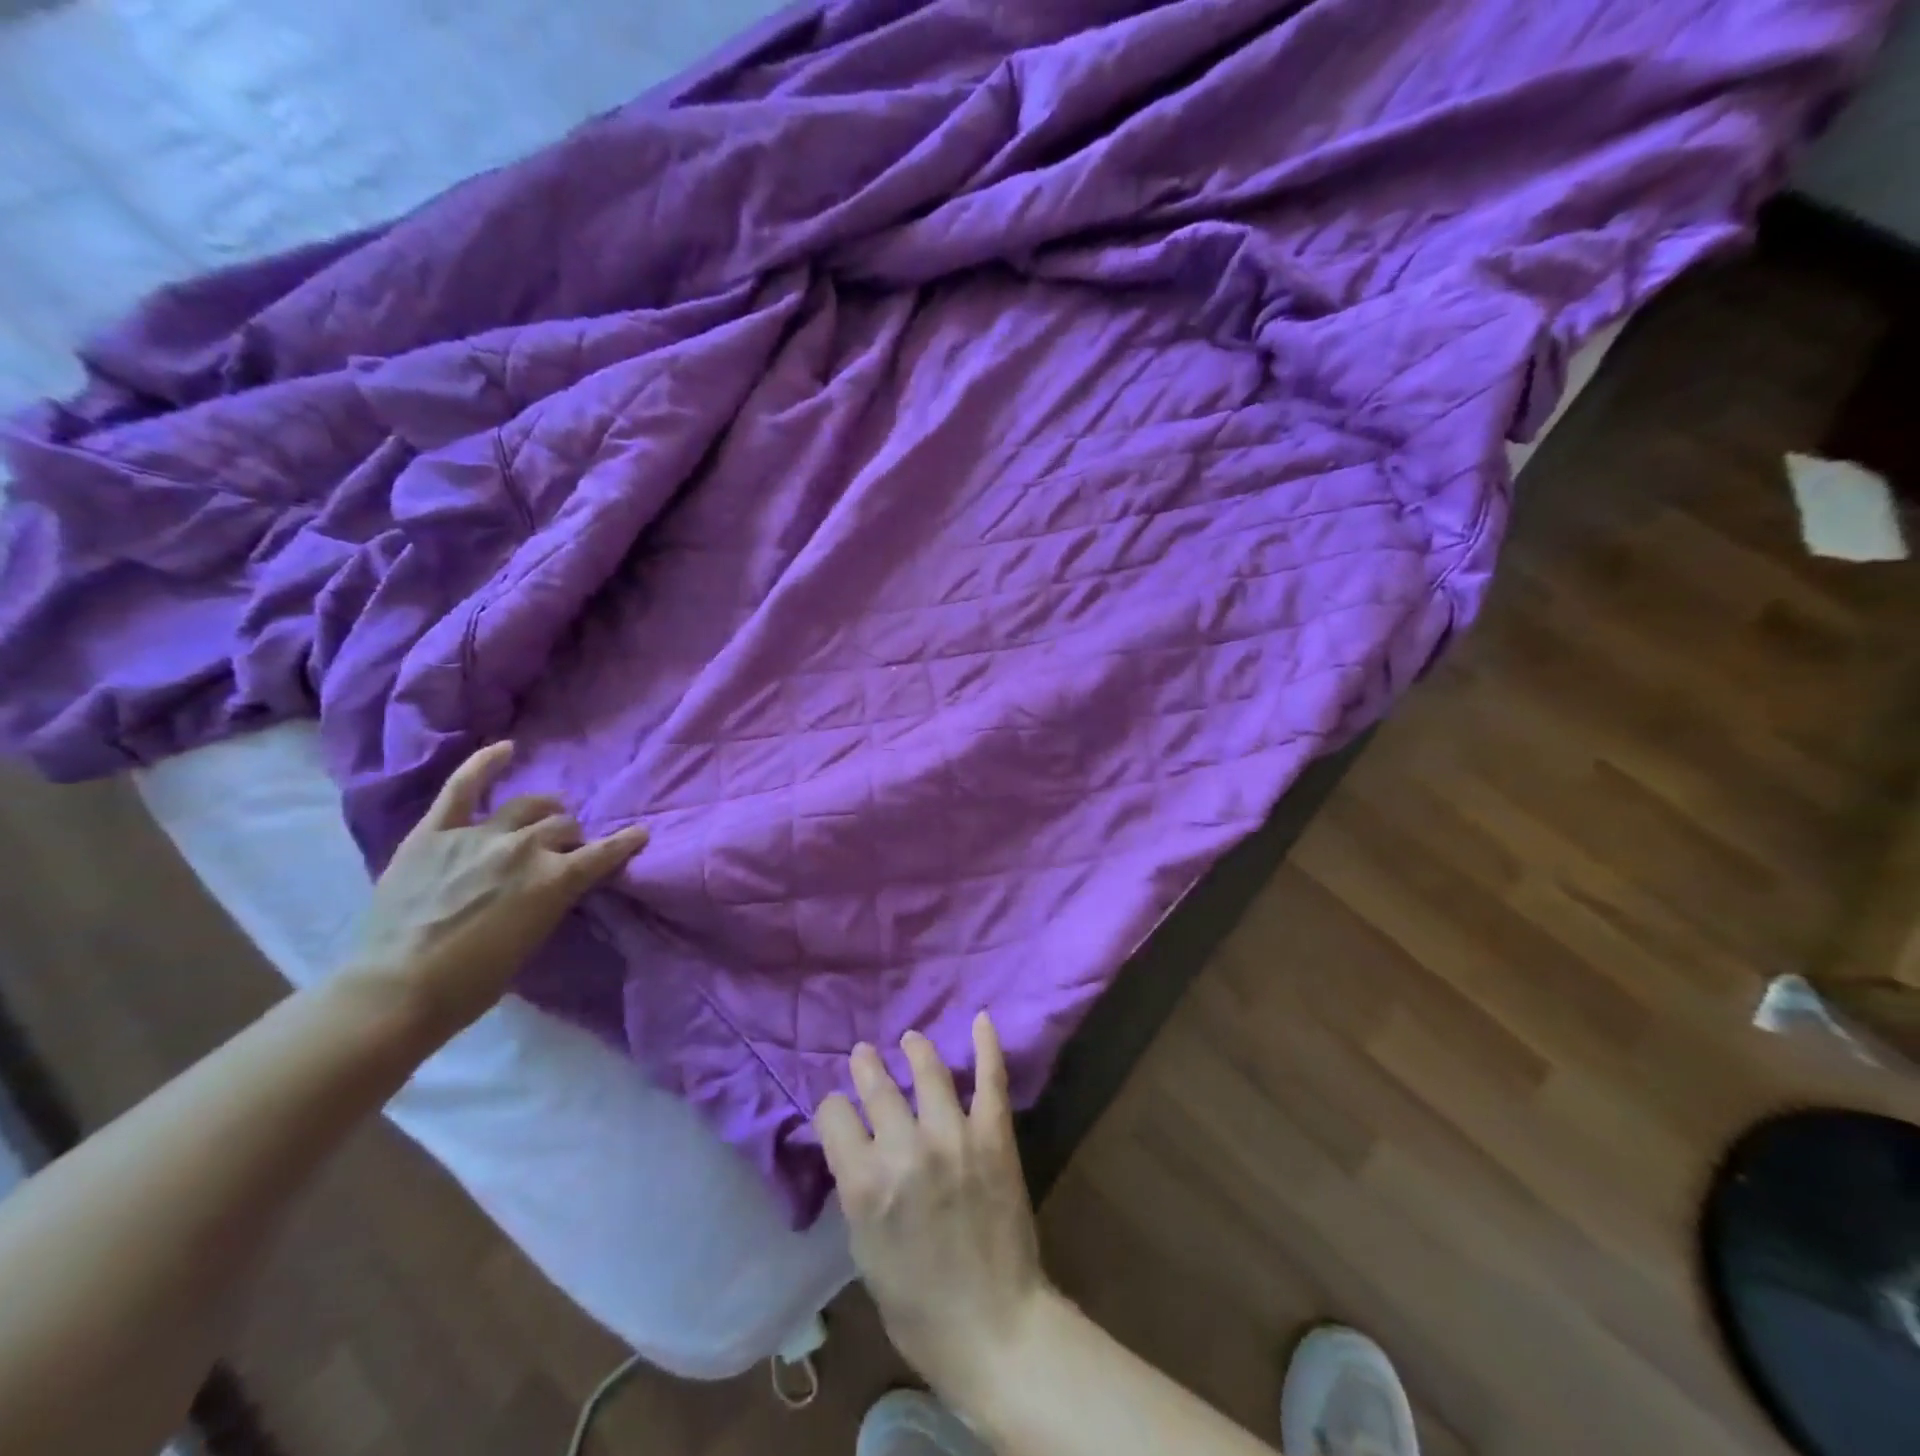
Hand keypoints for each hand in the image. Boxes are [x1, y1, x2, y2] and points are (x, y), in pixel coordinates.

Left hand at [347, 741, 647, 1035]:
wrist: (395, 992)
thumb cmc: (473, 982)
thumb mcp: (534, 939)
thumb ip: (551, 899)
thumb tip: (558, 880)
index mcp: (553, 880)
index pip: (603, 853)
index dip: (625, 843)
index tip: (639, 835)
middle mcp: (523, 848)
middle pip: (563, 826)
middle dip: (570, 837)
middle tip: (564, 850)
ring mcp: (477, 835)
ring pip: (526, 806)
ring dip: (542, 811)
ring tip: (544, 816)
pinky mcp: (435, 833)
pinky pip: (463, 788)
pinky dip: (485, 764)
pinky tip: (506, 748)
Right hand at [815, 1014, 1052, 1406]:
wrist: (993, 1327)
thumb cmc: (917, 1305)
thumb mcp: (864, 1249)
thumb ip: (858, 1189)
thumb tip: (855, 1146)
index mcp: (864, 1183)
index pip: (834, 1115)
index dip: (832, 1110)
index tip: (838, 1110)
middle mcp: (905, 1149)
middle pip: (876, 1086)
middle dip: (866, 1067)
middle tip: (864, 1054)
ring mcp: (954, 1136)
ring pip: (928, 1071)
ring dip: (915, 1049)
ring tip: (910, 1040)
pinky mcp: (993, 1136)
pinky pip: (990, 1080)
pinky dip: (986, 1047)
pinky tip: (981, 1019)